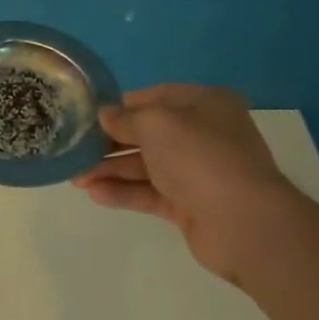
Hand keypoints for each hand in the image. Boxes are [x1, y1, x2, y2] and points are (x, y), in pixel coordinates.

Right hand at [73, 84, 295, 285]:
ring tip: (75, 178)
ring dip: (111, 170)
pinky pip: (151, 193)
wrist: (244, 222)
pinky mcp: (191, 205)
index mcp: (205, 104)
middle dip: (110, 143)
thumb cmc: (200, 157)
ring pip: (147, 166)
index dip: (121, 106)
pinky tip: (96, 194)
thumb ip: (125, 119)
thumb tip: (104, 116)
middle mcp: (204, 134)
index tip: (87, 115)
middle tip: (75, 150)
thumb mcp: (156, 124)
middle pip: (148, 134)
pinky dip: (124, 192)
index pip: (155, 97)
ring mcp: (198, 172)